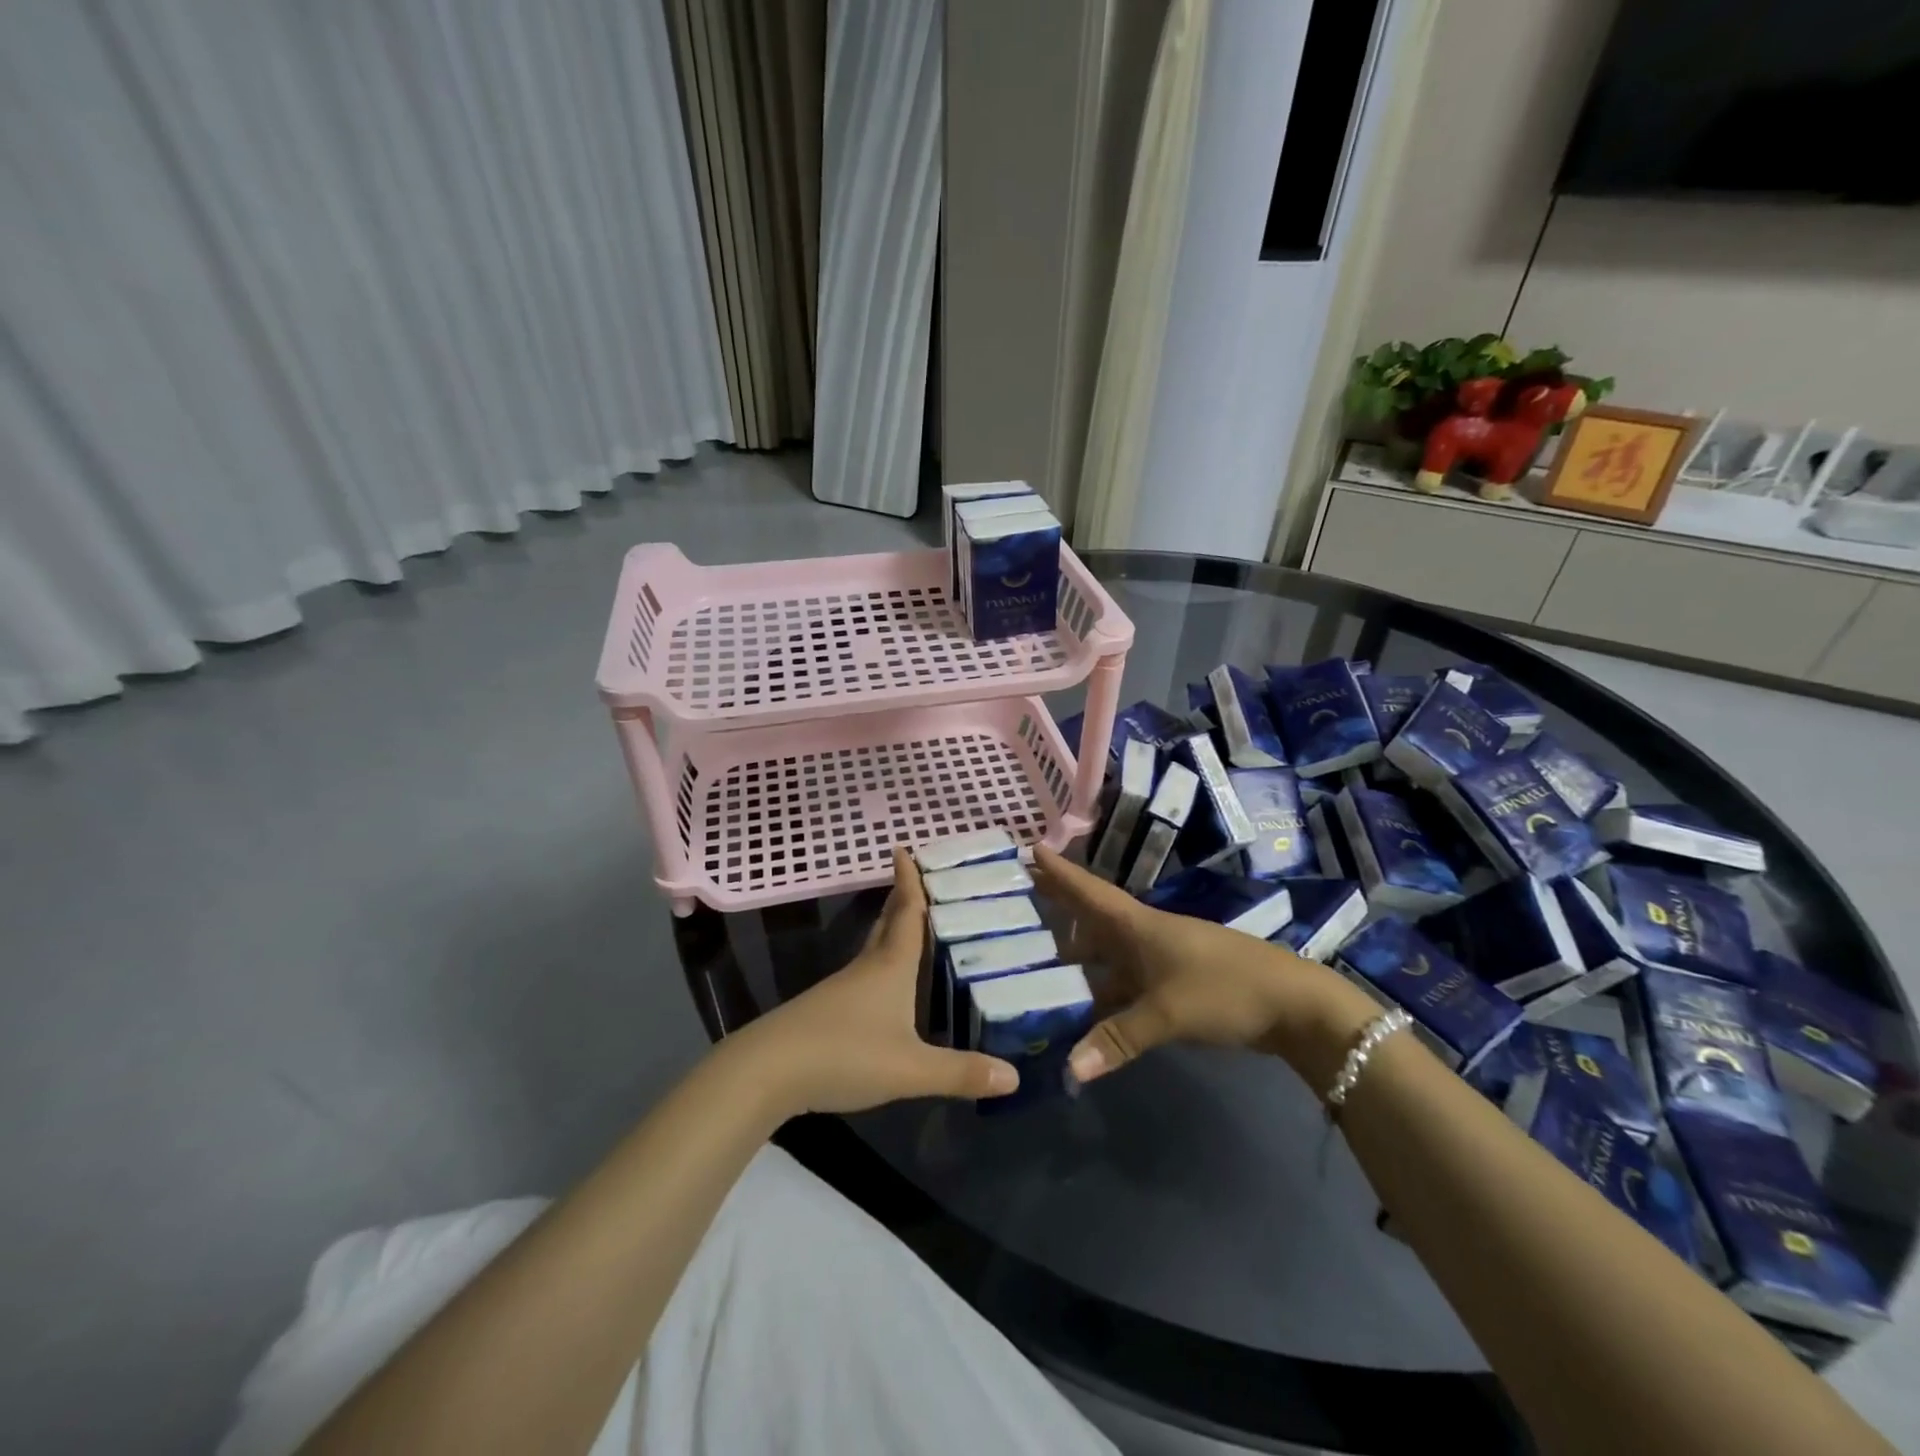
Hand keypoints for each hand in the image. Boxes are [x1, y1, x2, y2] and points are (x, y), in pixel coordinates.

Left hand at [725, 848, 1019, 1116]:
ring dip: (891, 931)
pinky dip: (880, 964)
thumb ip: (960, 1072)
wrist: (768, 1071)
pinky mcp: (827, 1010)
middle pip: (887, 924)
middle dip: (901, 899)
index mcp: (890, 967)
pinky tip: (886, 986)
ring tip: (911, 927)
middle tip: (917, 879)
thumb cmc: (845, 1054)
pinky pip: (863, 975)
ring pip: (873, 948)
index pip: (906, 914)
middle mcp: (866, 968)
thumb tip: (1014, 1076)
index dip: (909, 882)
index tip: (904, 848)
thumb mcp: (910, 1069)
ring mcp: (842, 989)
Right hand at [1032, 846, 1378, 1091]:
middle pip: (1090, 919)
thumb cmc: (1224, 989)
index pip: (1088, 891)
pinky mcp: (1172, 983)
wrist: (1293, 1005)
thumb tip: (1068, 1071)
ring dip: (1075, 958)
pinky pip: (1121, 981)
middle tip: (1014, 905)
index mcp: (1137, 926)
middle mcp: (1142, 935)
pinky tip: (1081, 1011)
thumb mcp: (1167, 1013)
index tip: (1028, 847)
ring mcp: (1158, 959)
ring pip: (1105, 954)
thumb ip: (1117, 1039)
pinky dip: (1099, 992)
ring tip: (1034, 964)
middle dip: (1056, 911)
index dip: (1058, 872)